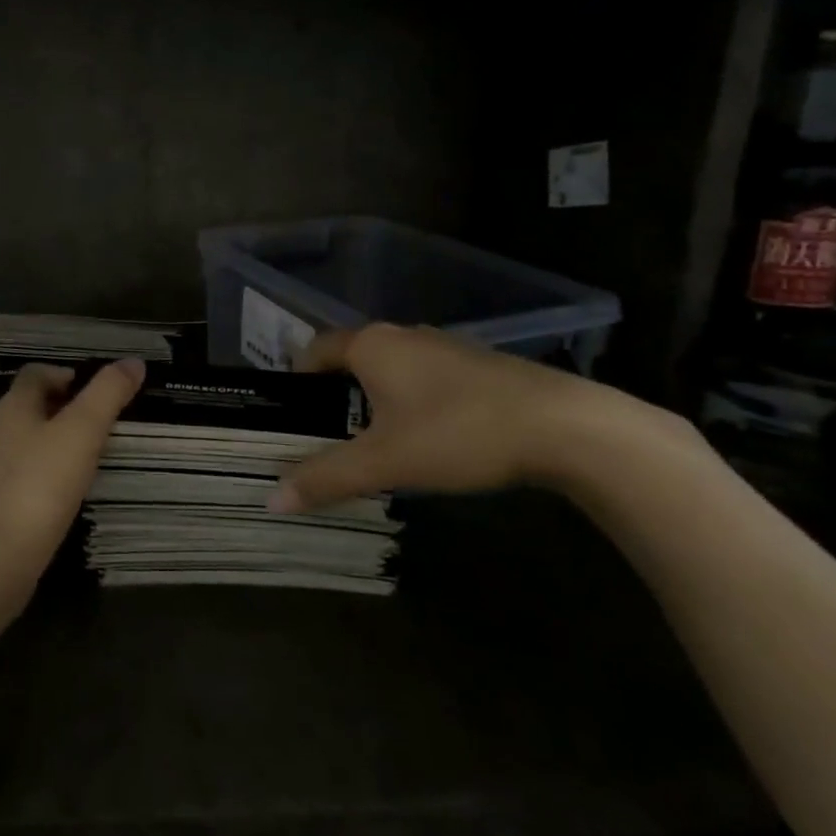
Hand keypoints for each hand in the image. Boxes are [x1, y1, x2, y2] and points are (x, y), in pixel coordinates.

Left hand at [0, 359, 145, 604]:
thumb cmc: (39, 485)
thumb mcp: (81, 431)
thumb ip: (107, 394)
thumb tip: (134, 361)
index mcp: (15, 407)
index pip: (37, 373)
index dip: (68, 373)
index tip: (102, 390)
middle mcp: (2, 433)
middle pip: (36, 406)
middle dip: (70, 407)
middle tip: (109, 420)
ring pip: (34, 442)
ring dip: (63, 441)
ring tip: (100, 453)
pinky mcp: (2, 505)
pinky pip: (33, 476)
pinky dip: (55, 474)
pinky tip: (76, 491)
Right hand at [270, 323, 649, 513]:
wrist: (564, 426)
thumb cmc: (458, 433)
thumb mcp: (385, 461)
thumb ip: (326, 477)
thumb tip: (271, 499)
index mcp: (372, 345)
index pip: (315, 349)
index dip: (297, 378)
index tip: (290, 414)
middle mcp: (403, 335)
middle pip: (352, 358)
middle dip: (335, 393)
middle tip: (326, 437)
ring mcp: (445, 347)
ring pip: (392, 368)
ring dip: (375, 399)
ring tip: (373, 443)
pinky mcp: (479, 365)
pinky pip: (426, 377)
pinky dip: (412, 401)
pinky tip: (428, 439)